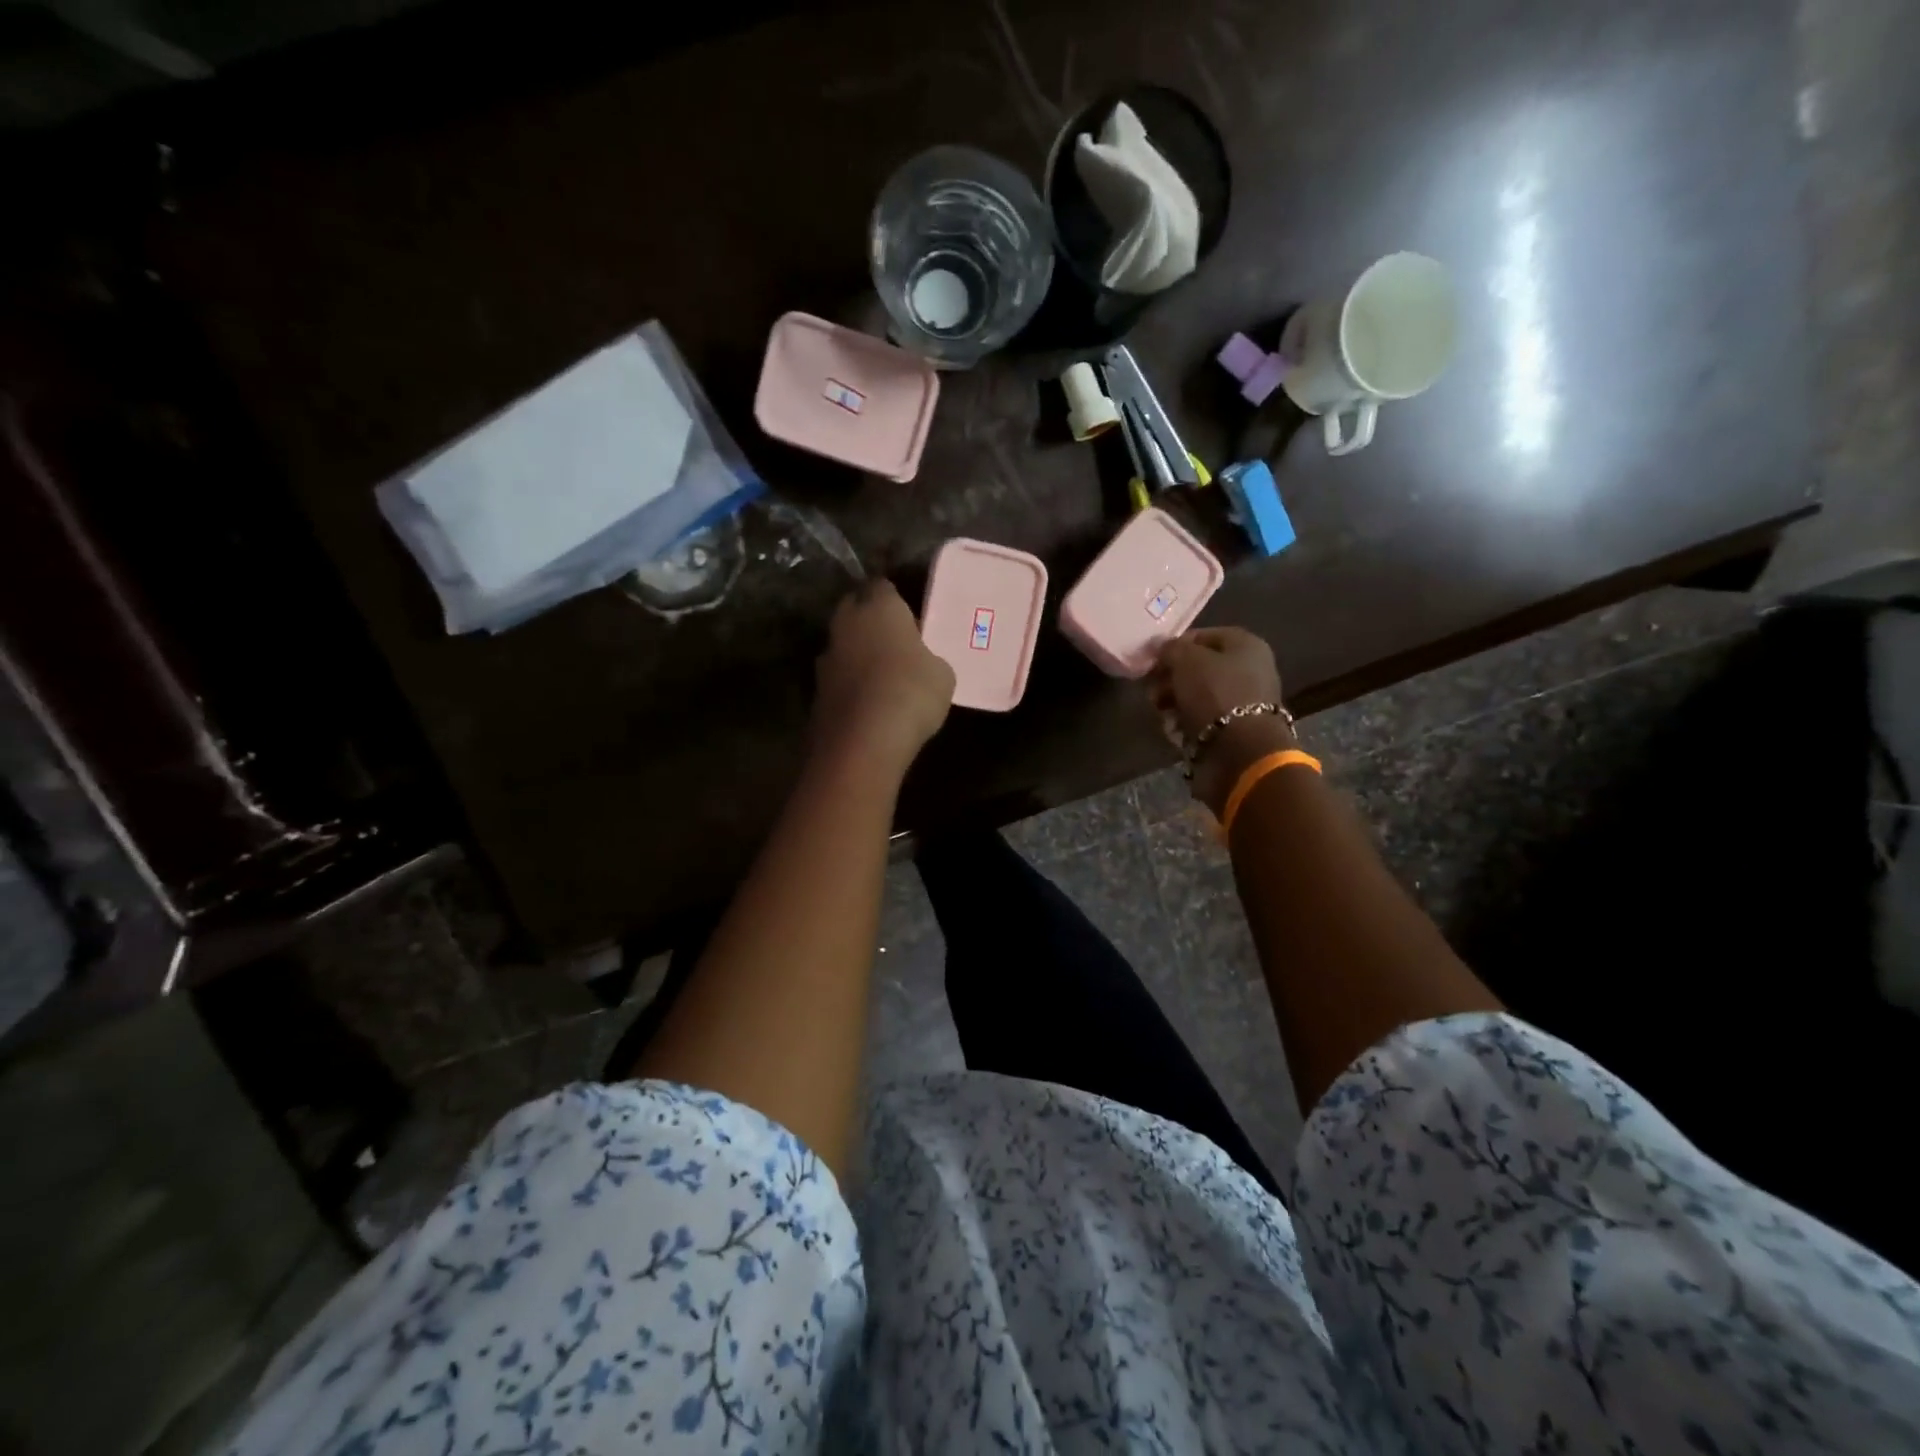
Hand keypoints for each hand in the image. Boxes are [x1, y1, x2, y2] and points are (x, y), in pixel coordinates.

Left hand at [811, 580, 955, 772]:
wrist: (863, 742)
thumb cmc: (911, 693)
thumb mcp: (942, 674)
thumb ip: (929, 659)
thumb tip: (921, 663)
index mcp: (879, 607)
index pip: (882, 586)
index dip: (895, 598)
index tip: (909, 614)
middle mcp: (846, 624)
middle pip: (854, 609)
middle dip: (869, 619)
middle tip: (894, 638)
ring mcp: (826, 658)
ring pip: (843, 644)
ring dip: (857, 653)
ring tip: (881, 673)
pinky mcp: (817, 691)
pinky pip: (838, 678)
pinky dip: (849, 684)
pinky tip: (868, 701)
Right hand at [1149, 627, 1294, 815]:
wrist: (1240, 751)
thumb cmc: (1215, 694)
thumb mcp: (1187, 660)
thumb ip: (1171, 649)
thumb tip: (1161, 647)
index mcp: (1246, 646)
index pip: (1203, 636)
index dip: (1175, 646)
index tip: (1152, 660)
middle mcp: (1248, 670)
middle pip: (1198, 668)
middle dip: (1170, 678)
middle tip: (1152, 690)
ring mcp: (1241, 703)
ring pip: (1196, 695)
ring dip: (1173, 703)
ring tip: (1160, 712)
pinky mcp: (1232, 731)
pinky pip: (1201, 720)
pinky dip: (1184, 724)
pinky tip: (1173, 731)